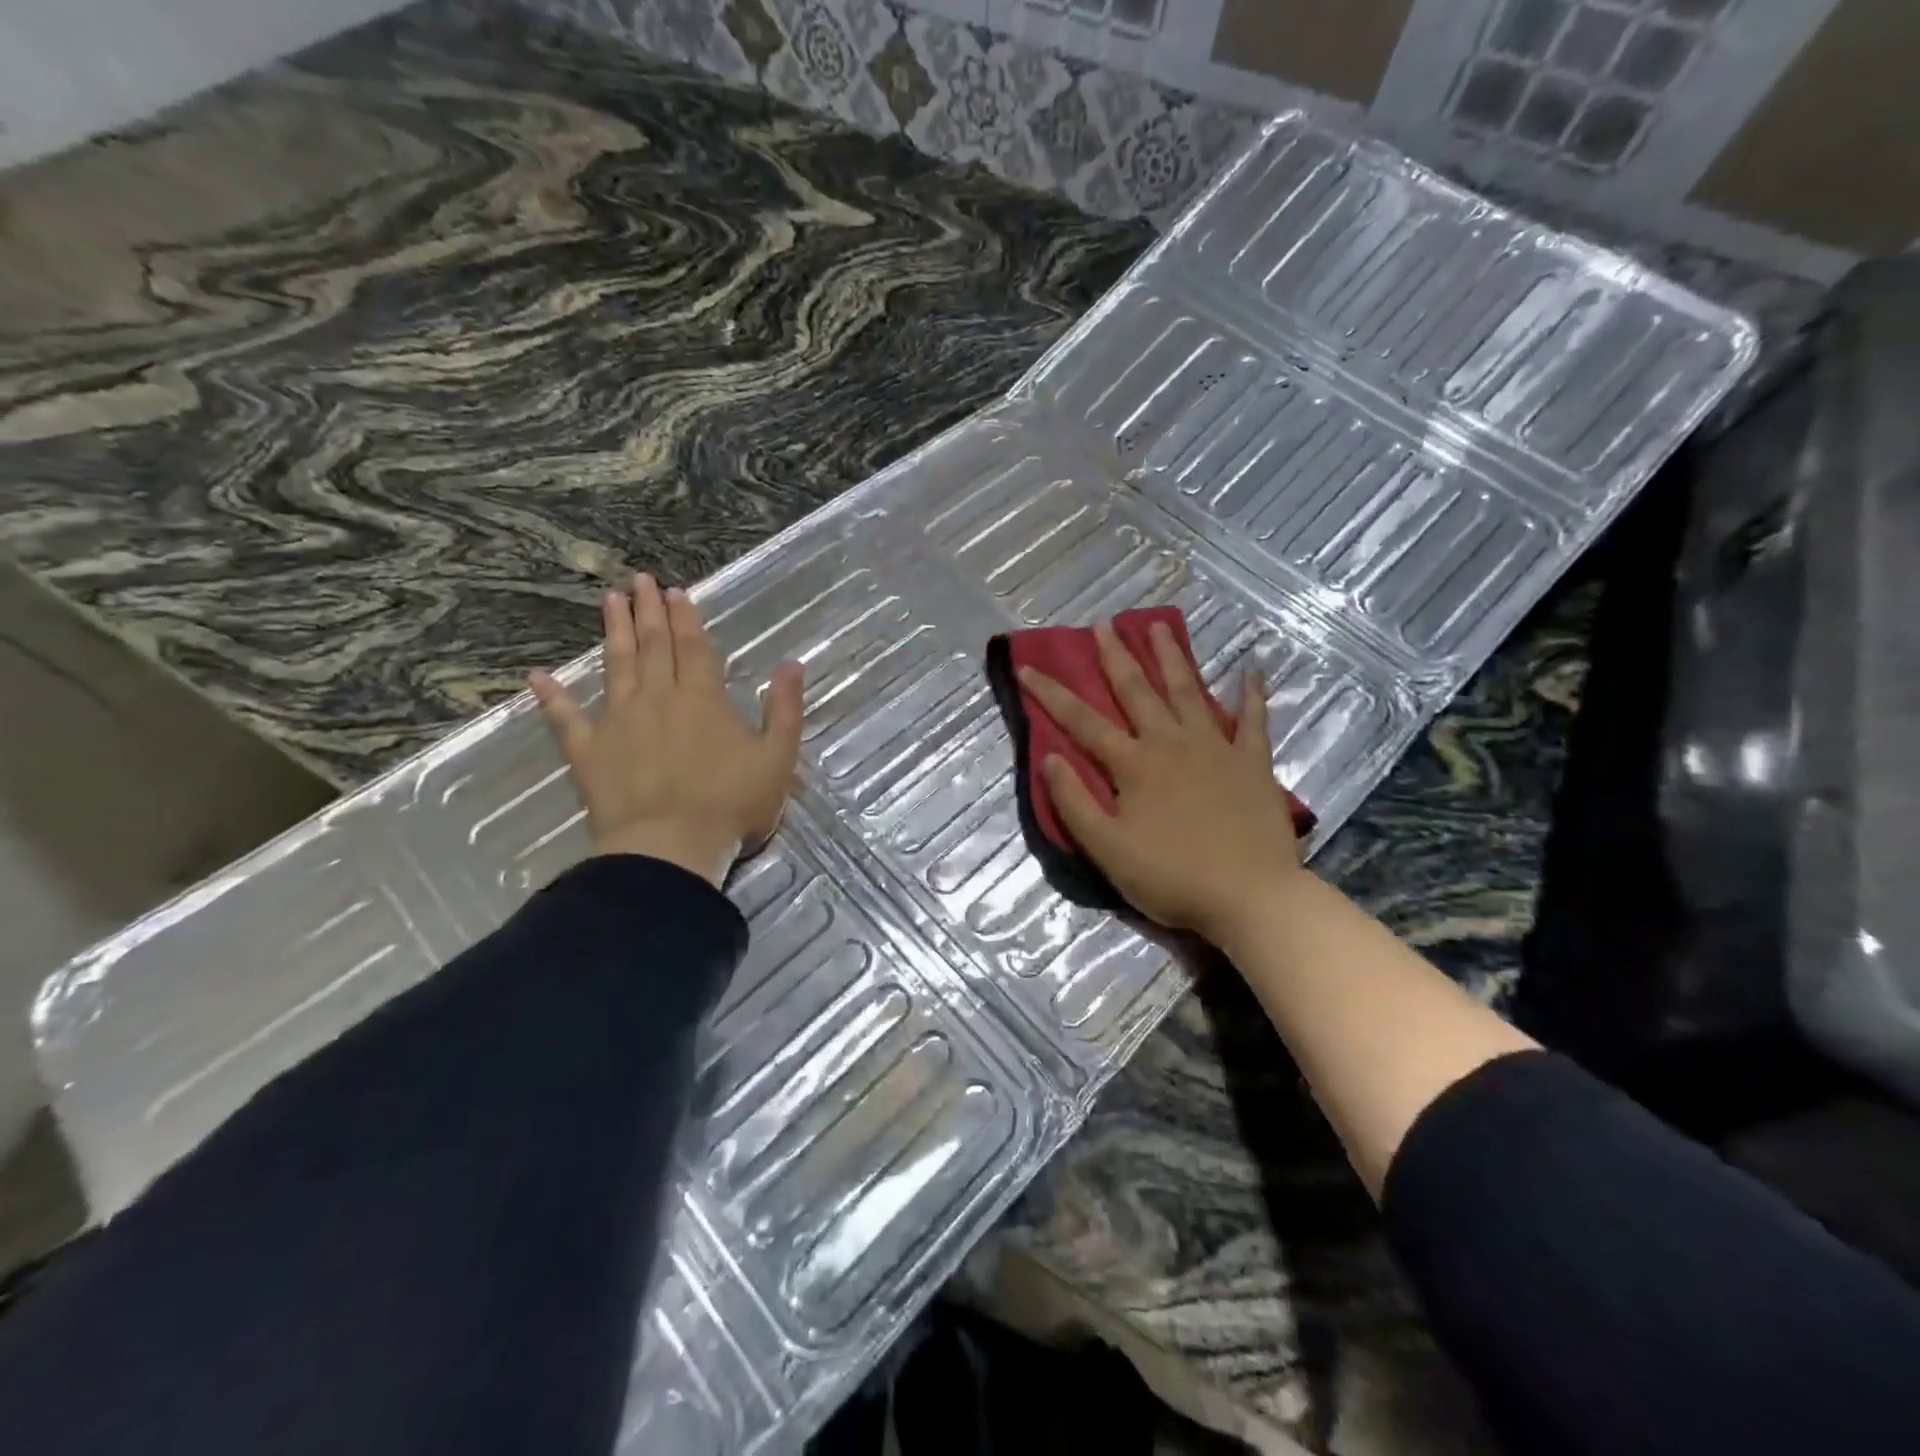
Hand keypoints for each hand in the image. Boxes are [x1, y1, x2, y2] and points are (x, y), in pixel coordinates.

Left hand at [530, 573, 803, 886]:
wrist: (671, 847)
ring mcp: (618, 722)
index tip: (675, 591)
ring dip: (614, 633)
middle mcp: (658, 699)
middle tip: (640, 581)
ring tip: (610, 602)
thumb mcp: (778, 758)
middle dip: (648, 612)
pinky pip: (565, 718)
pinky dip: (552, 697)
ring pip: (616, 667)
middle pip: (654, 647)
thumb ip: (785, 709)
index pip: (694, 648)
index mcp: (703, 700)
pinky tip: (538, 677)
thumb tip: (792, 664)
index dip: (686, 619)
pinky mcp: (588, 752)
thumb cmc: (732, 805)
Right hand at [1017, 620, 1301, 938]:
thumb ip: (1074, 802)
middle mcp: (1171, 743)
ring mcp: (1216, 748)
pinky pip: (1253, 719)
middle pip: (1138, 691)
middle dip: (1115, 657)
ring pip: (1188, 691)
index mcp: (1133, 764)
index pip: (1082, 722)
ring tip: (1159, 627)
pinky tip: (1251, 668)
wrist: (1251, 897)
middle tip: (1102, 625)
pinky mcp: (1252, 762)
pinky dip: (1252, 693)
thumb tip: (1049, 758)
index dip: (1052, 694)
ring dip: (1171, 657)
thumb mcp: (1107, 849)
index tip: (1028, 667)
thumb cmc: (1171, 877)